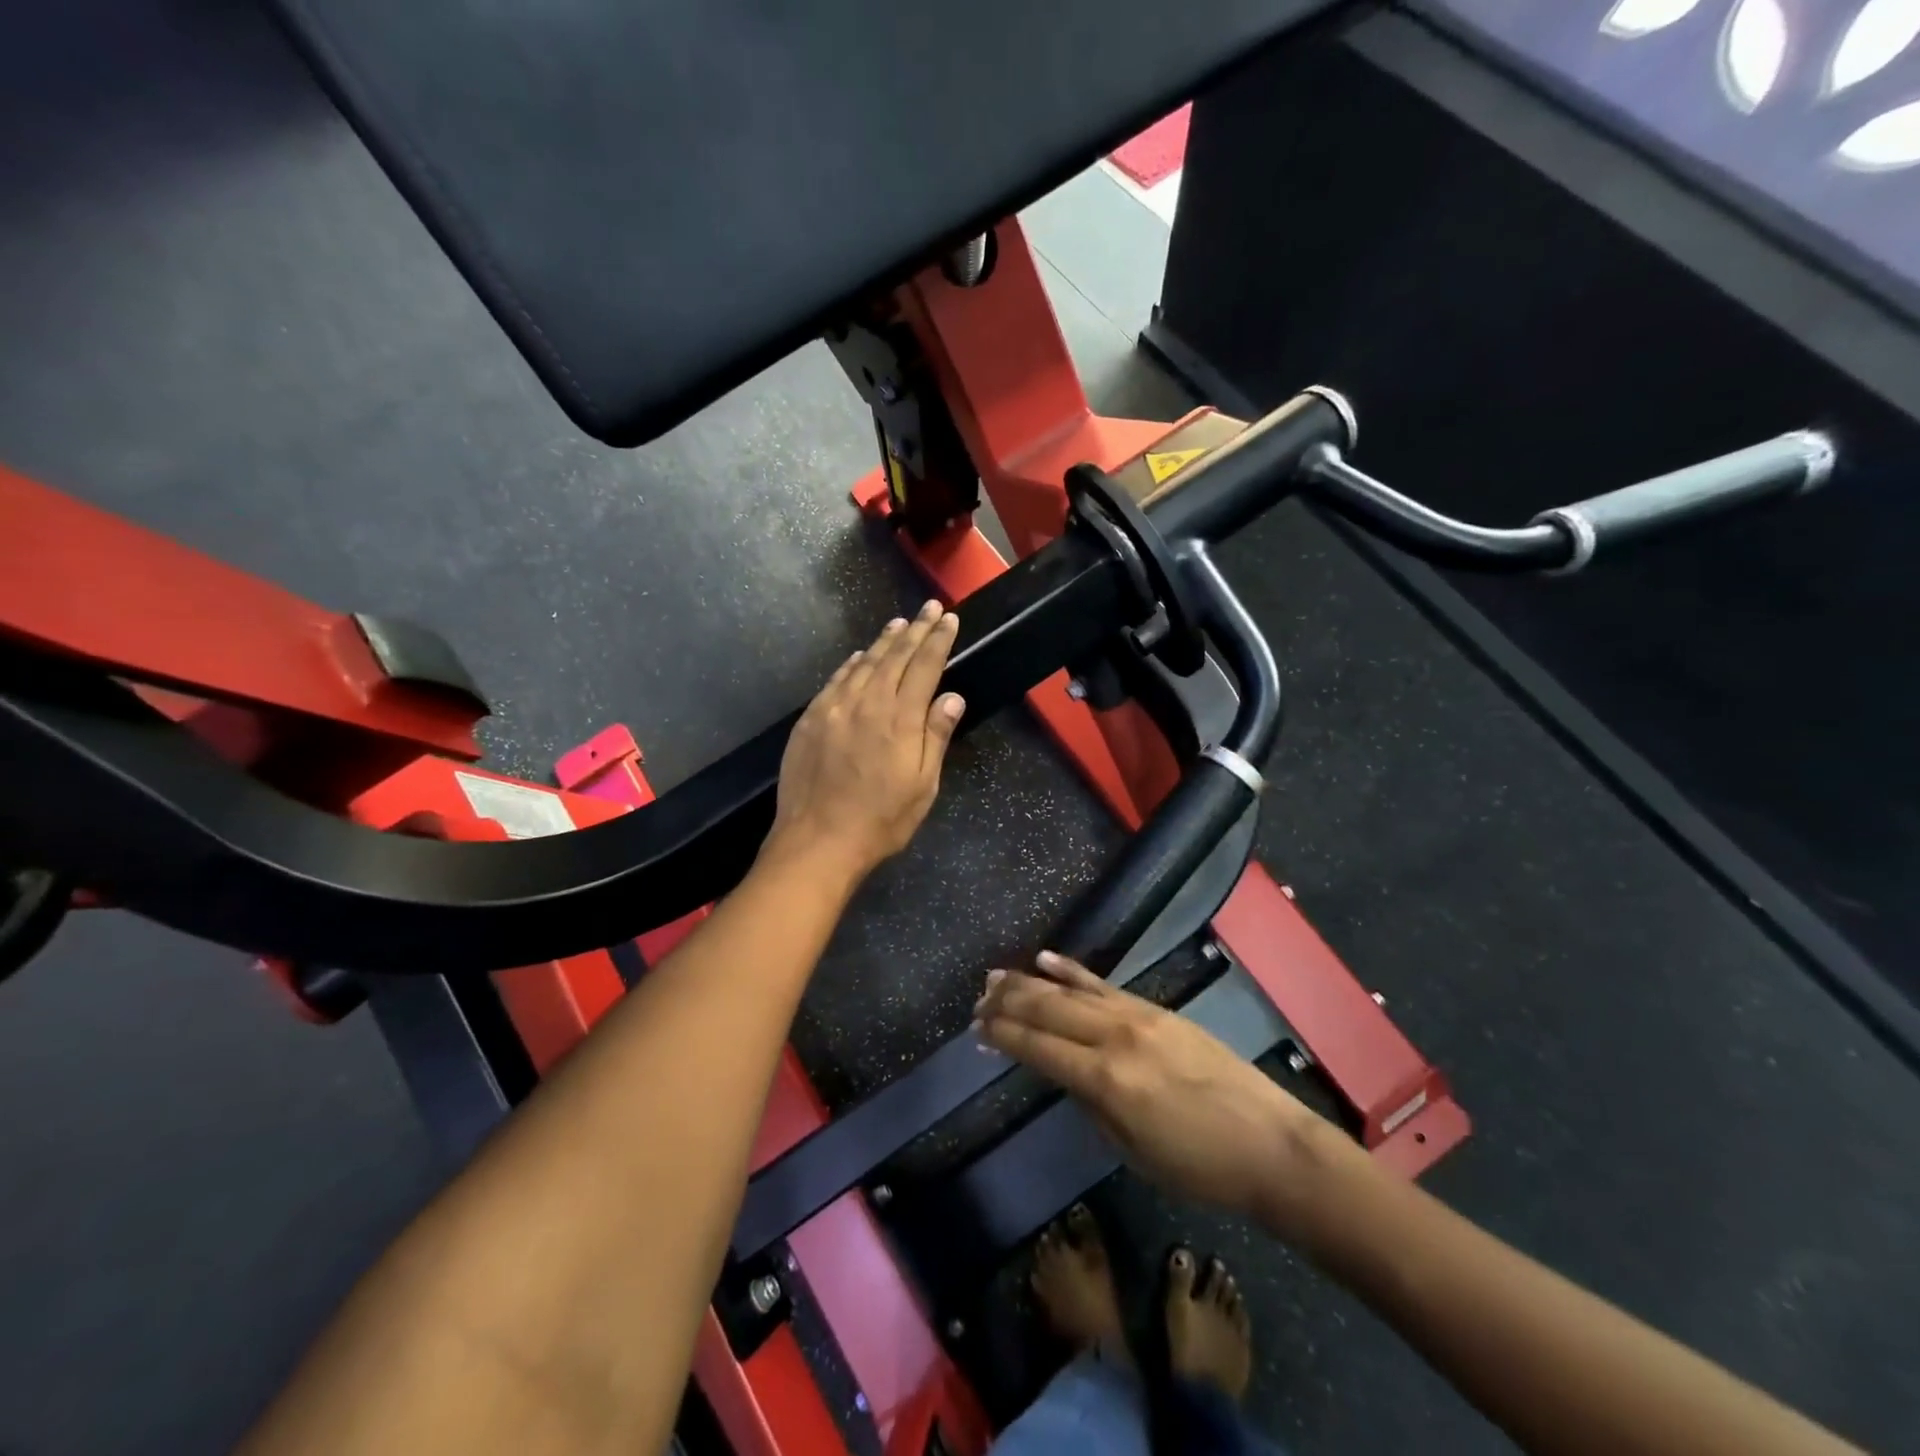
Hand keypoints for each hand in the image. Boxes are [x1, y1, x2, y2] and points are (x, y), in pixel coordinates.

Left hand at [766, 600, 964, 883]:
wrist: (817, 841)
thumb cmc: (880, 821)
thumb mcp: (922, 787)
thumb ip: (935, 737)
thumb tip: (952, 697)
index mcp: (900, 720)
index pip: (924, 667)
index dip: (938, 641)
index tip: (949, 619)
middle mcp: (867, 703)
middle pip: (895, 657)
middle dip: (915, 630)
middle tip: (930, 608)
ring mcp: (834, 709)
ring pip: (863, 664)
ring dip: (883, 641)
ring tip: (899, 623)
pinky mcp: (810, 720)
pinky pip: (835, 681)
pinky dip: (851, 664)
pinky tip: (858, 656)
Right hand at [975, 952, 1352, 1234]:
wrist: (1270, 1143)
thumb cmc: (1199, 1166)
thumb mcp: (1133, 1152)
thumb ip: (1092, 1105)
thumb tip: (1066, 1073)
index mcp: (1105, 1080)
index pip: (1039, 1048)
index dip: (1004, 1036)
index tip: (977, 1028)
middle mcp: (1115, 1037)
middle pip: (1049, 1011)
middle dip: (1008, 1003)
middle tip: (977, 999)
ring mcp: (1137, 1016)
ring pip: (1071, 991)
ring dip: (1029, 982)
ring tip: (996, 976)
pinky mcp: (1156, 1008)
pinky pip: (1104, 985)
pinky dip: (1072, 972)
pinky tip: (1047, 960)